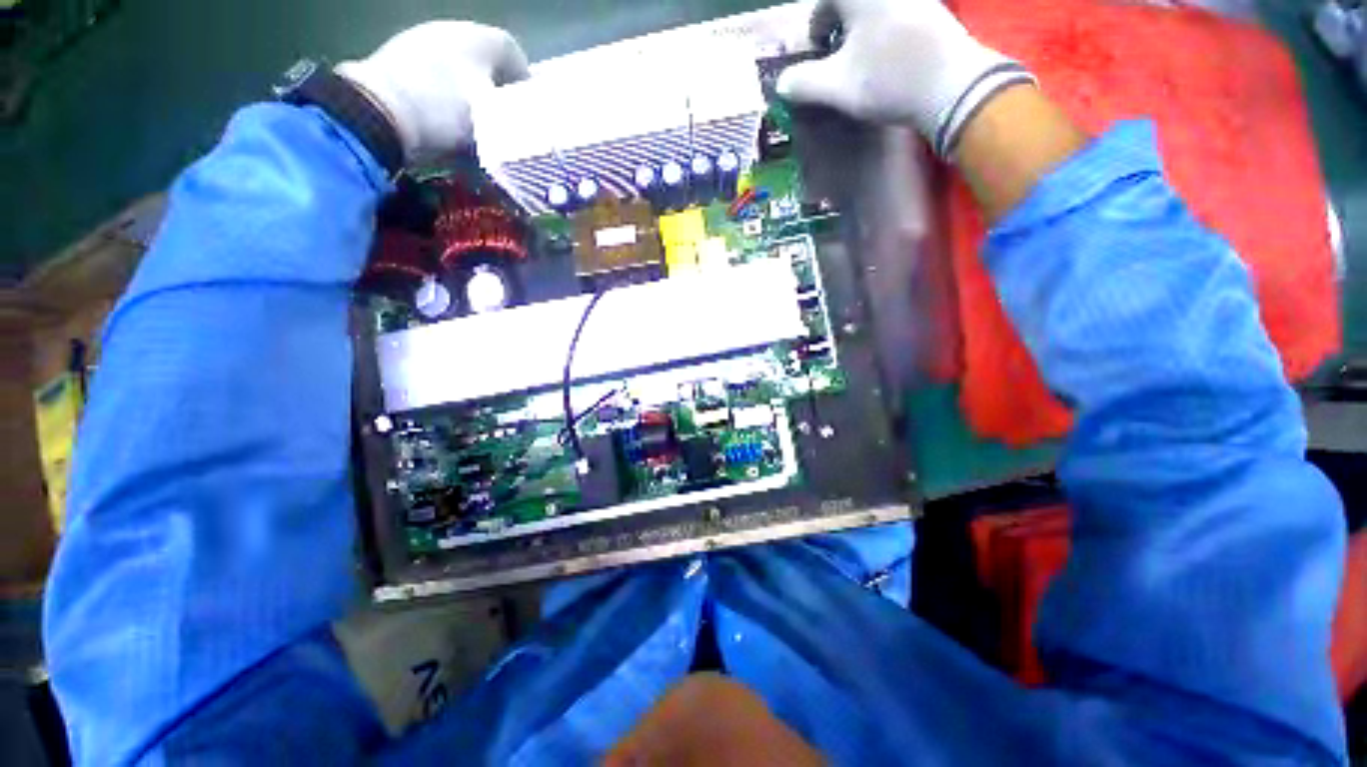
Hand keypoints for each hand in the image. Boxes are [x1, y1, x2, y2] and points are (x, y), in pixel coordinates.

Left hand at [337, 21, 529, 163]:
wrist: (377, 113)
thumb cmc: (448, 113)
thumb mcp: (496, 124)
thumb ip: (517, 121)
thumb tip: (527, 127)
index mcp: (480, 38)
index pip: (514, 54)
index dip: (525, 83)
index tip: (529, 111)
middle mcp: (451, 29)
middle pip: (485, 58)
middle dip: (497, 87)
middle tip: (502, 120)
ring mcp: (419, 40)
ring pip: (458, 66)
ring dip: (469, 91)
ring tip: (472, 123)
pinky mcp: (396, 57)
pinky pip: (434, 74)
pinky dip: (444, 93)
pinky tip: (442, 117)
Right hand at [777, 0, 1034, 157]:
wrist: (952, 85)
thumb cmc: (888, 80)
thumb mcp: (836, 87)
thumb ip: (803, 83)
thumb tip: (782, 83)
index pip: (825, 0)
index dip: (817, 23)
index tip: (819, 49)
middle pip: (852, 4)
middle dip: (840, 25)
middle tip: (838, 56)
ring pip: (875, 10)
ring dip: (862, 29)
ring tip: (862, 61)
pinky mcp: (933, 11)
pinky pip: (897, 14)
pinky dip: (884, 31)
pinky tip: (888, 58)